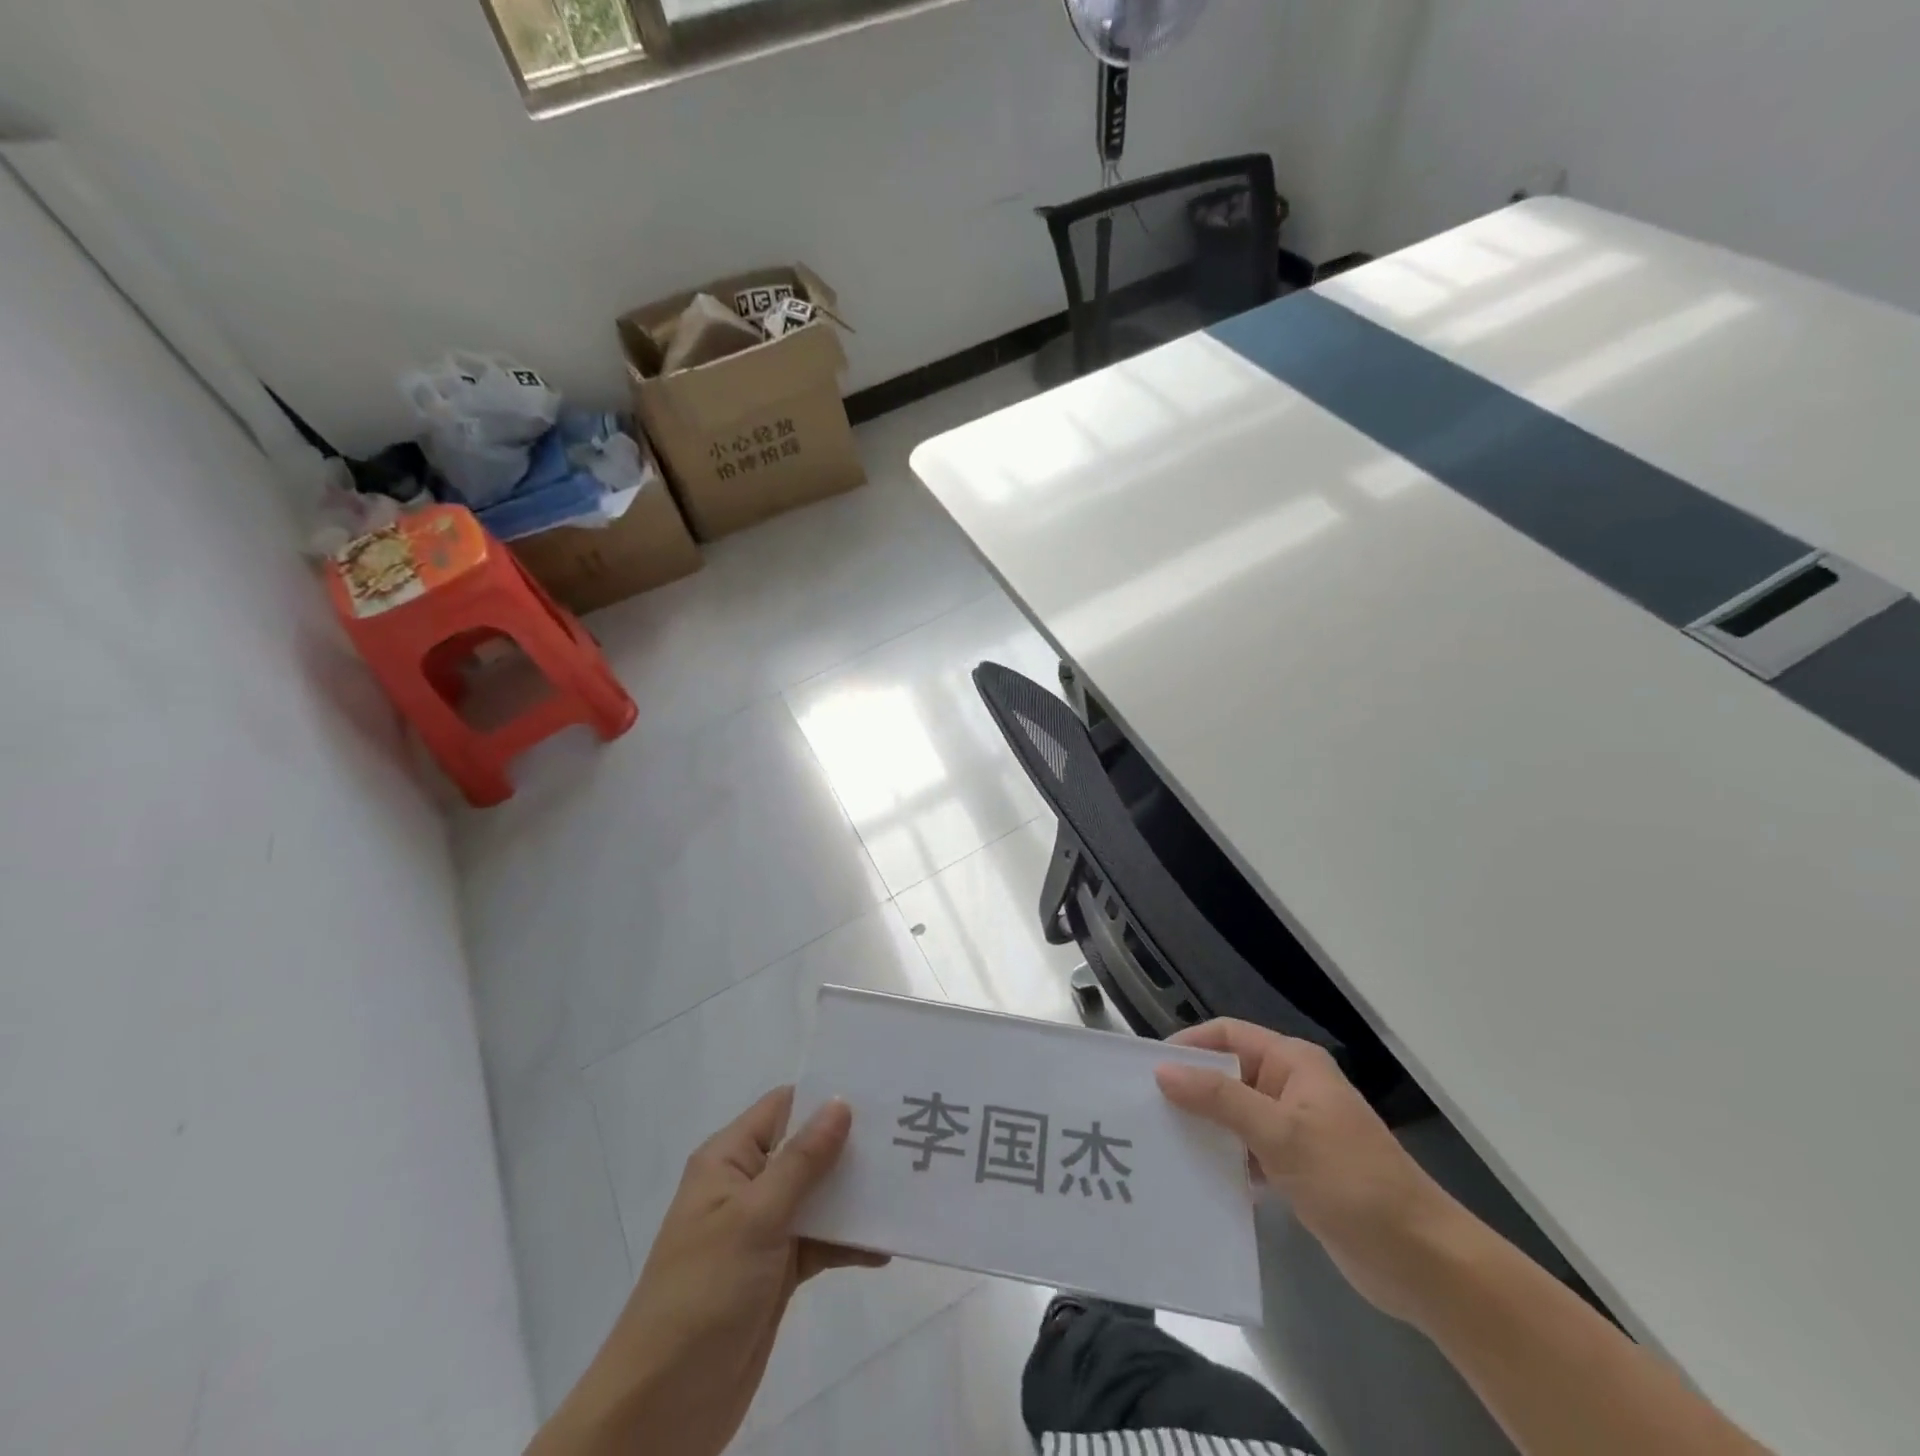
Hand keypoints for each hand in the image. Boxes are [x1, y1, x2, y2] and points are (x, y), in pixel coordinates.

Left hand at [528, 1087, 885, 1455]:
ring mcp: (762, 1230)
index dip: (827, 1095)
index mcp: (729, 1160)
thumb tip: (841, 1101)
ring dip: (856, 1194)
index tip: (880, 1089)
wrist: (662, 1410)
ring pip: (818, 1196)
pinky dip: (850, 1242)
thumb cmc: (703, 1292)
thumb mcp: (755, 1217)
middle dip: (851, 1144)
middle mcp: (746, 1186)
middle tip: (907, 1133)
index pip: (783, 1107)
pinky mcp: (777, 1272)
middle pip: (806, 1149)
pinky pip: (821, 1242)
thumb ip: (802, 1161)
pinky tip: (887, 1245)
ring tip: (908, 1182)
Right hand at [1156, 1019, 1464, 1323]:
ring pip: (1233, 1114)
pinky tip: (1197, 1177)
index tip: (1147, 1069)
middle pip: (1227, 1074)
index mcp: (1292, 1063)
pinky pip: (1246, 1150)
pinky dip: (1224, 1159)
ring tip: (1160, 1144)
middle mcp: (1289, 1087)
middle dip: (1189, 1089)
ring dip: (1204, 1127)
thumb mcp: (1281, 1134)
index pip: (1226, 1035)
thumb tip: (1162, 1072)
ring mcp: (1293, 1129)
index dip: (1188, 1045)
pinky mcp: (1295, 1167)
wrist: (1422, 1262)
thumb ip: (1220, 1100)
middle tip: (1144, 1110)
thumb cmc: (1352, 1182)